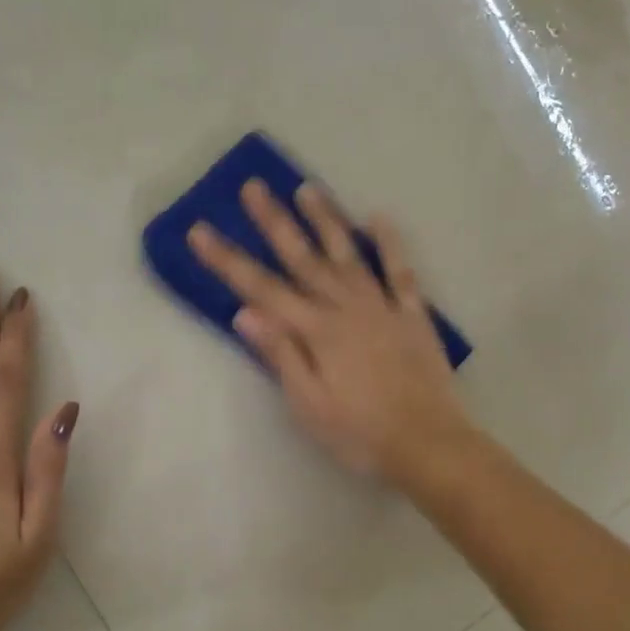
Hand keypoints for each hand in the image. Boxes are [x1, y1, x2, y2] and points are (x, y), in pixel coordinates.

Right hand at [188, 180, 469, 478]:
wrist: (428, 444)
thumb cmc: (360, 433)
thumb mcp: (308, 405)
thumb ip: (280, 355)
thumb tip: (244, 312)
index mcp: (316, 331)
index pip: (261, 289)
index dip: (228, 260)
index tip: (201, 230)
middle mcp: (346, 308)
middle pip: (303, 259)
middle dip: (275, 222)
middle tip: (254, 186)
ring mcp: (382, 307)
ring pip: (349, 254)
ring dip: (327, 220)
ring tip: (307, 188)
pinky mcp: (412, 316)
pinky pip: (400, 272)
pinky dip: (390, 244)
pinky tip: (379, 218)